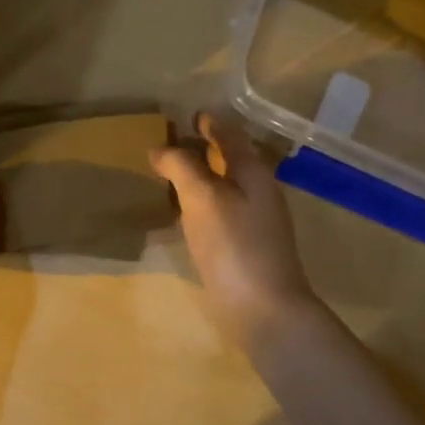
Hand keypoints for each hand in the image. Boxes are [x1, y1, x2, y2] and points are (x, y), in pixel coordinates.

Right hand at [151, 111, 317, 345]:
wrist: (264, 310)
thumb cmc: (234, 246)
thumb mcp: (203, 198)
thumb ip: (182, 168)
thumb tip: (160, 149)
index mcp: (253, 172)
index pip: (230, 135)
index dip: (209, 122)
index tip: (186, 115)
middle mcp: (257, 192)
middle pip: (229, 159)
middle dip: (201, 148)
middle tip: (168, 143)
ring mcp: (253, 222)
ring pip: (223, 187)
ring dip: (199, 176)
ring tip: (168, 174)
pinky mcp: (243, 247)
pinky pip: (218, 212)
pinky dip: (199, 204)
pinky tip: (181, 214)